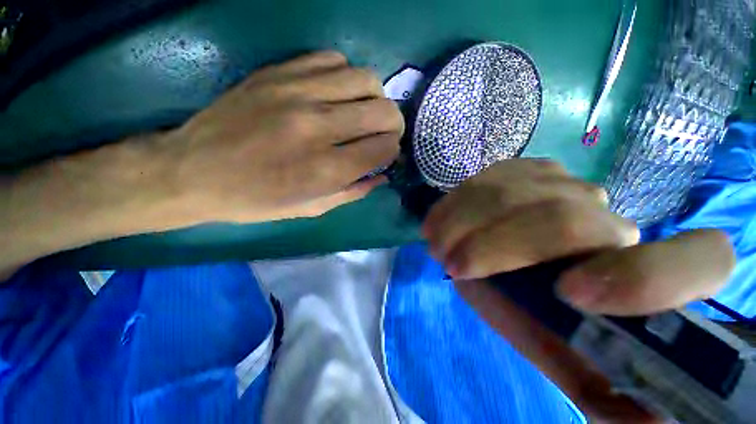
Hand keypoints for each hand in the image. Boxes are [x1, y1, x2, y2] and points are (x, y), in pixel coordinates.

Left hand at [163, 50, 402, 222]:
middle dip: (393, 124)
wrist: (194, 171)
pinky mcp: (279, 72)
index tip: (385, 155)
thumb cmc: (256, 200)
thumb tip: (382, 175)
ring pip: (365, 79)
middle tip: (384, 133)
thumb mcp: (311, 208)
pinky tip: (336, 94)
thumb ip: (353, 191)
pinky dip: (345, 78)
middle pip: (383, 111)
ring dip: (374, 97)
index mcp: (326, 169)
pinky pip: (333, 60)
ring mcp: (297, 92)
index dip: (391, 151)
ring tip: (363, 111)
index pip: (384, 148)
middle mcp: (318, 126)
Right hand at [422, 159, 734, 422]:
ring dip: (464, 222)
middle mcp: (611, 219)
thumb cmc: (532, 308)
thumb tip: (642, 419)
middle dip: (495, 246)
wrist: (504, 256)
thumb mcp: (555, 349)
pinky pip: (489, 178)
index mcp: (641, 275)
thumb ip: (589, 378)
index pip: (701, 261)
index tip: (569, 296)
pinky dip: (456, 202)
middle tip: (450, 265)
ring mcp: (566, 184)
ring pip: (514, 192)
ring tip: (436, 244)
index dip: (646, 279)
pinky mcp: (527, 170)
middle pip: (564, 219)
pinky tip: (439, 221)